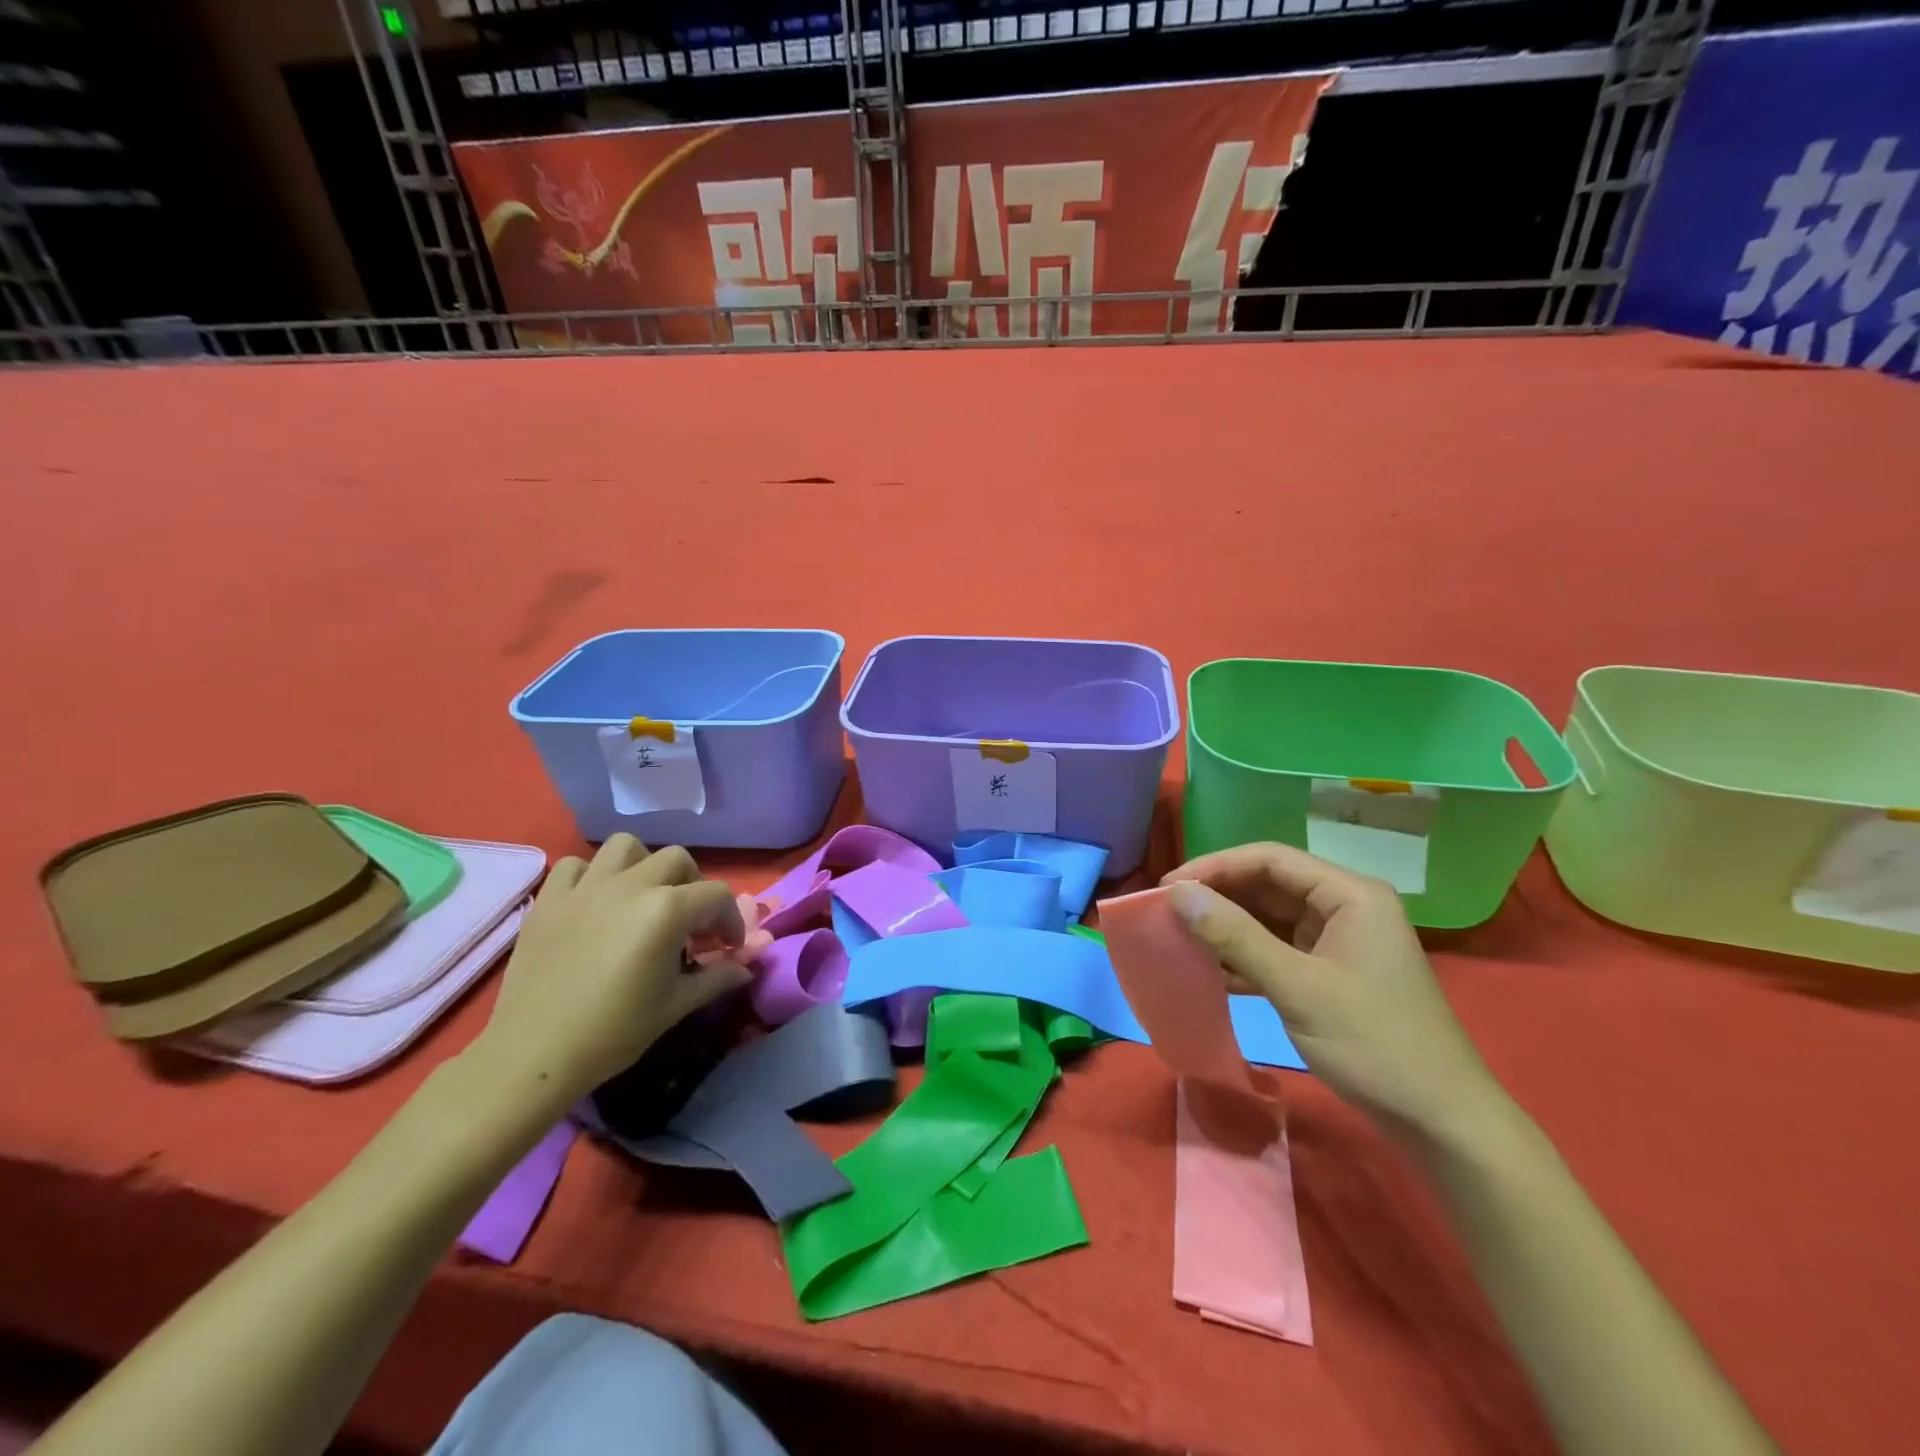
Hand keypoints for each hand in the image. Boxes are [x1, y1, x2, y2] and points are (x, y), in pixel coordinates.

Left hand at [469, 835, 749, 1114]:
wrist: (534, 1055)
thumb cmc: (614, 1032)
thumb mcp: (676, 1006)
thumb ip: (716, 978)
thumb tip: (746, 968)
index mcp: (667, 910)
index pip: (717, 895)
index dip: (731, 920)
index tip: (727, 947)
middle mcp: (631, 885)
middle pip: (677, 860)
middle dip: (693, 886)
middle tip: (690, 922)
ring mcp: (586, 888)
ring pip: (626, 847)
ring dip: (643, 866)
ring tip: (643, 898)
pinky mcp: (550, 900)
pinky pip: (575, 866)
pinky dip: (591, 876)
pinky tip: (595, 903)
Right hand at [1163, 843, 1506, 1144]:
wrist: (1441, 1122)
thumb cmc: (1373, 1044)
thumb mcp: (1297, 987)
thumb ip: (1235, 936)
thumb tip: (1178, 894)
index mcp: (1350, 894)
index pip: (1269, 859)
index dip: (1214, 867)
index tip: (1168, 888)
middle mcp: (1346, 906)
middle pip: (1269, 884)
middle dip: (1219, 896)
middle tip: (1168, 913)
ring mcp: (1340, 940)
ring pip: (1271, 917)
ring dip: (1228, 926)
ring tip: (1182, 937)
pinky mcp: (1332, 971)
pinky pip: (1279, 948)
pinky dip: (1246, 955)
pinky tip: (1212, 970)